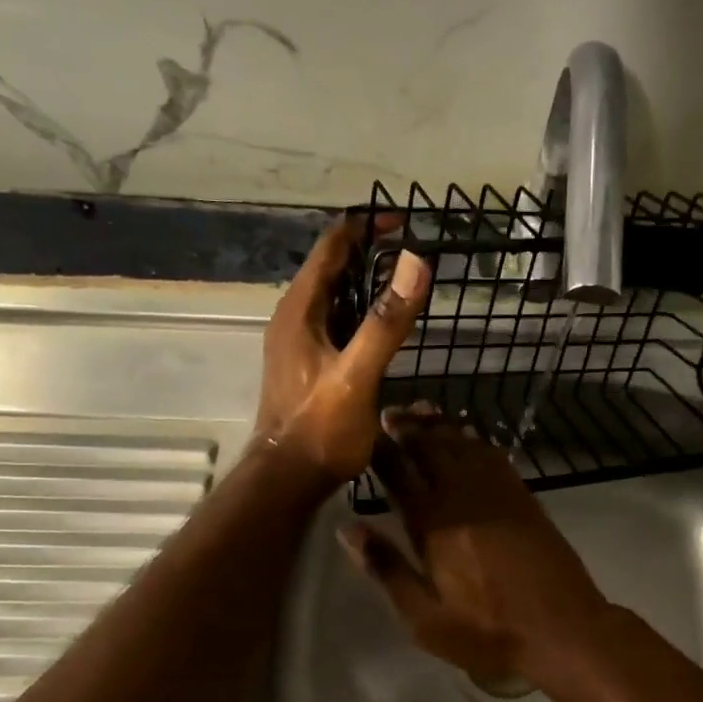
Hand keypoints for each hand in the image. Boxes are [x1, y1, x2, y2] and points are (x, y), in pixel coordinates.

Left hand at [256, 218, 429, 483]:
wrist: (287, 479)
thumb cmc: (321, 429)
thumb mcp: (358, 374)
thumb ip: (386, 322)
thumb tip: (415, 262)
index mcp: (300, 311)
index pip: (330, 248)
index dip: (363, 227)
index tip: (402, 221)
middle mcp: (293, 318)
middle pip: (329, 268)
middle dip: (367, 251)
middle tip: (411, 249)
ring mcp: (297, 342)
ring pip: (332, 296)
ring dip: (363, 281)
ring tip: (402, 279)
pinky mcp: (306, 364)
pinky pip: (334, 321)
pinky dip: (359, 311)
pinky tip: (382, 325)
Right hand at [338, 407, 610, 687]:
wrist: (563, 627)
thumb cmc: (488, 630)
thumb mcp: (425, 617)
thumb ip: (387, 568)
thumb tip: (348, 528)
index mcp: (434, 524)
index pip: (399, 473)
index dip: (380, 449)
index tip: (365, 429)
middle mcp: (463, 496)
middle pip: (431, 448)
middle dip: (407, 427)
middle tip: (390, 411)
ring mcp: (497, 491)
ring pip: (462, 444)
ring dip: (439, 425)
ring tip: (419, 410)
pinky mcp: (522, 496)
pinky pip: (492, 454)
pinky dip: (473, 438)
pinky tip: (465, 434)